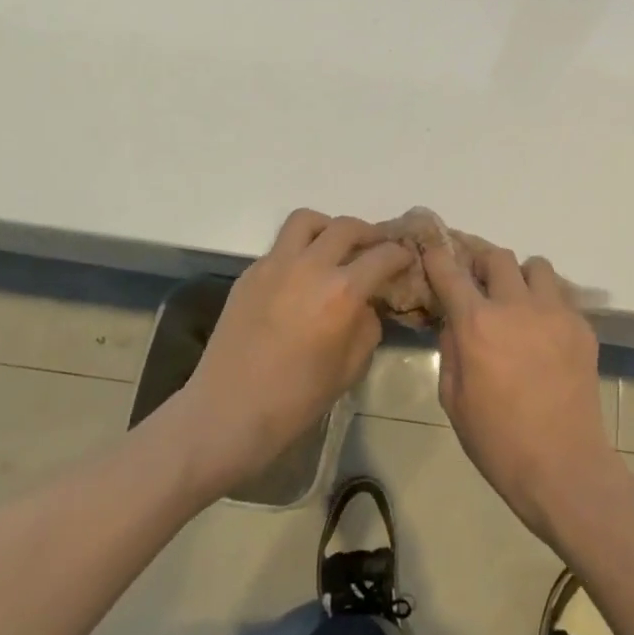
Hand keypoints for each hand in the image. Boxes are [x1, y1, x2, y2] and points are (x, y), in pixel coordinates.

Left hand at [179, 209, 409, 495]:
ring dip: (328, 228)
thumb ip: (367, 325)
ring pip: (307, 221)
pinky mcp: (250, 273)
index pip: (382, 256)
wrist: (227, 413)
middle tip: (375, 248)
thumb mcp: (350, 368)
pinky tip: (301, 278)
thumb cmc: (296, 400)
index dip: (400, 255)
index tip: (406, 258)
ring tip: (334, 248)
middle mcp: (310, 266)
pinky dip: (299, 250)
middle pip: (346, 227)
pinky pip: (281, 246)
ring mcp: (275, 265)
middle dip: (369, 234)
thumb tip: (367, 303)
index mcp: (341, 292)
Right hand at [423, 234, 616, 543]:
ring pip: (536, 267)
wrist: (563, 468)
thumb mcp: (454, 400)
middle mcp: (516, 306)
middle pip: (498, 257)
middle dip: (483, 263)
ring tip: (519, 303)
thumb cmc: (498, 442)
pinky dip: (548, 304)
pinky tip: (545, 334)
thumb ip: (450, 351)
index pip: (451, 272)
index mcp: (478, 324)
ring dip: (522, 277)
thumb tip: (454, 322)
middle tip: (480, 282)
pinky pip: (561, 296)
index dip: (439, 256)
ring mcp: (554, 313)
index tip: (434, 250)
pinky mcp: (582, 327)